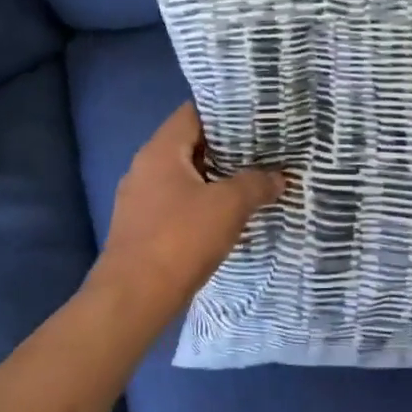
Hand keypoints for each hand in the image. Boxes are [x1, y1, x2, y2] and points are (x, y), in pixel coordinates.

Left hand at [87, 103, 287, 332]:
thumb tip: (279, 177)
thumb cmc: (180, 239)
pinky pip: (176, 202)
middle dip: (226, 148)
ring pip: (183, 176)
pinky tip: (225, 216)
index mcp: (160, 150)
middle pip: (189, 144)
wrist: (132, 298)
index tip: (256, 118)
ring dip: (214, 178)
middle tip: (262, 150)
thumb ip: (256, 184)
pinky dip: (200, 202)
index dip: (225, 113)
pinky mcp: (141, 227)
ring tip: (251, 181)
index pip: (192, 113)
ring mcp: (139, 199)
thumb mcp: (228, 206)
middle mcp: (144, 167)